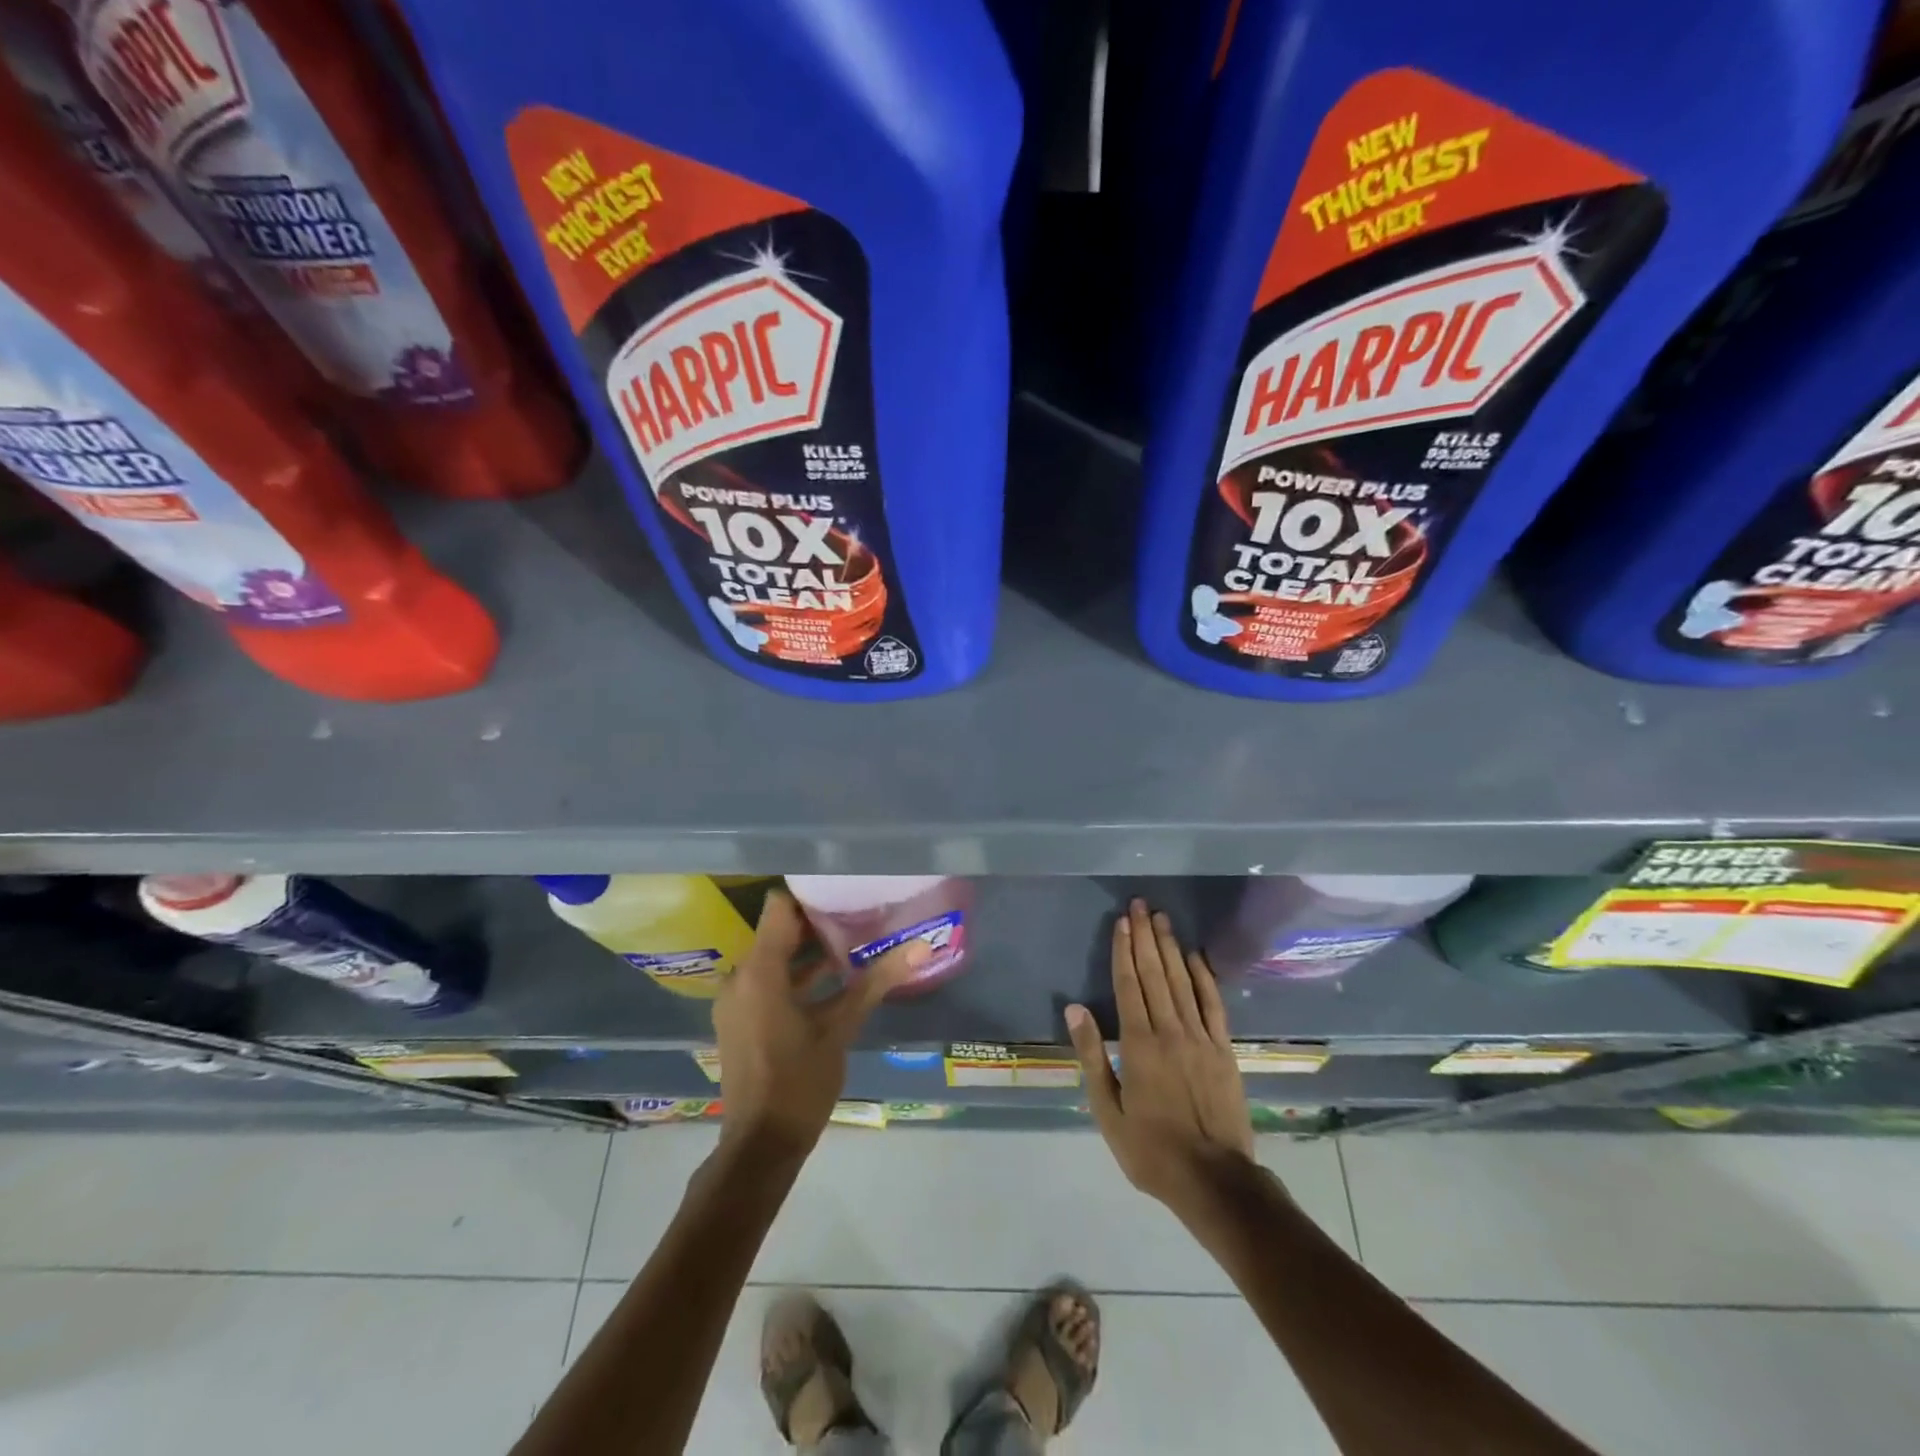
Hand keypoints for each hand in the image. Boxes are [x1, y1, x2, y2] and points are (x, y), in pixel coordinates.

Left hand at [712, 889, 926, 1159]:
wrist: (761, 1145)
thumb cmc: (800, 1082)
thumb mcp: (841, 1029)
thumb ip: (877, 981)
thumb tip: (921, 947)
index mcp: (759, 972)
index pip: (779, 907)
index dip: (810, 894)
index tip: (844, 888)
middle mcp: (741, 978)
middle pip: (779, 931)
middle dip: (818, 923)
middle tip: (860, 912)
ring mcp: (737, 1000)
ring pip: (775, 958)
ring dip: (810, 952)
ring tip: (855, 941)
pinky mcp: (740, 1019)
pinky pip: (768, 981)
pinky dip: (797, 977)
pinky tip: (836, 979)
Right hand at [1065, 899, 1254, 1215]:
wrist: (1214, 1181)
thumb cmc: (1151, 1150)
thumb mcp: (1107, 1111)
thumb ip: (1091, 1056)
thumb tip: (1075, 1009)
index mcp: (1138, 1045)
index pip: (1128, 985)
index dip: (1124, 951)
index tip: (1122, 921)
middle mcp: (1170, 1031)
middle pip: (1155, 974)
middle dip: (1145, 937)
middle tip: (1141, 905)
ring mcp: (1201, 1038)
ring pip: (1183, 982)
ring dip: (1171, 947)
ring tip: (1162, 919)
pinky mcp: (1224, 1050)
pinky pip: (1213, 1005)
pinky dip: (1205, 977)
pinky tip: (1196, 956)